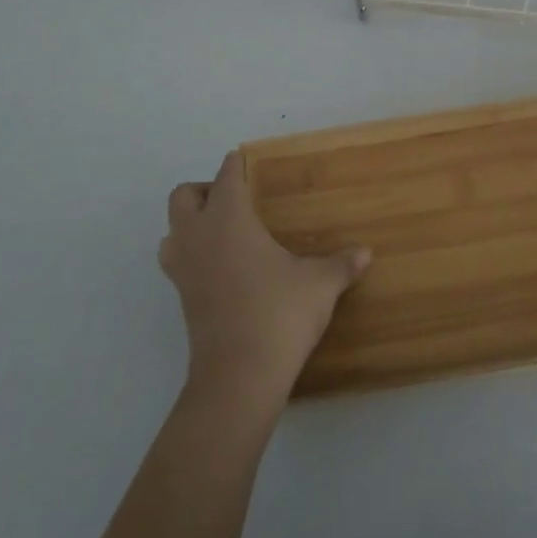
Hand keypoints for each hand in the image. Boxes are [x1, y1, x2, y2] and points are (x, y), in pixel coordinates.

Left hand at [160, 151, 369, 413]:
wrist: (239, 377)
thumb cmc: (279, 314)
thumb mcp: (319, 285)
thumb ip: (341, 264)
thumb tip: (365, 252)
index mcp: (229, 220)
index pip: (225, 178)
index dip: (235, 165)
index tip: (243, 160)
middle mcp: (199, 237)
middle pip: (183, 197)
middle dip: (204, 191)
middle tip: (235, 200)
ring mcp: (184, 270)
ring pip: (171, 231)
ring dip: (190, 225)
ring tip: (223, 233)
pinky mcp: (182, 299)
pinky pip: (178, 263)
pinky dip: (193, 255)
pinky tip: (222, 269)